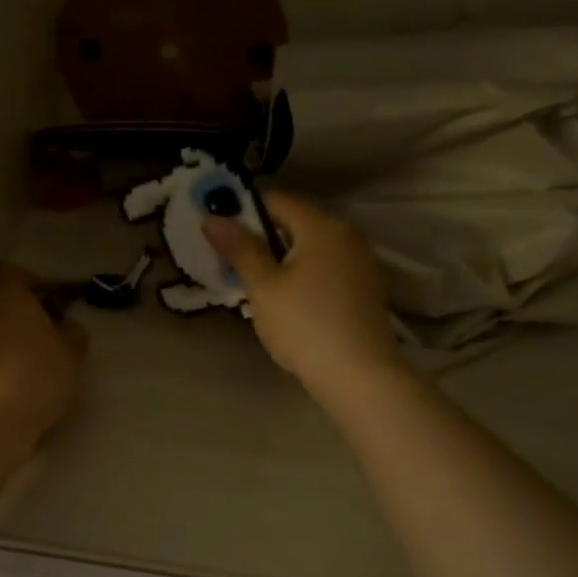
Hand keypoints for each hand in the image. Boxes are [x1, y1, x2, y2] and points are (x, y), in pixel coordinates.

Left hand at [0, 265, 88, 450]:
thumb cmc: (35, 377)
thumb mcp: (70, 356)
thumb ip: (71, 334)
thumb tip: (67, 328)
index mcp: (4, 292)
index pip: (12, 272)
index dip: (29, 285)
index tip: (45, 304)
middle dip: (3, 311)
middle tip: (26, 335)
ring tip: (9, 367)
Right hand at [204, 191, 400, 404]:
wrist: (359, 376)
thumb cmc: (304, 325)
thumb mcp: (264, 287)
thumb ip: (239, 249)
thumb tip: (212, 218)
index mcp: (322, 226)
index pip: (277, 200)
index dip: (244, 210)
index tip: (220, 231)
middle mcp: (347, 235)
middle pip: (295, 222)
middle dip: (262, 237)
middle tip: (231, 261)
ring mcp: (361, 262)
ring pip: (310, 247)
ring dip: (282, 258)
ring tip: (256, 284)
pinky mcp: (365, 288)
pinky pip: (325, 268)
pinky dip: (303, 274)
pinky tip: (288, 301)